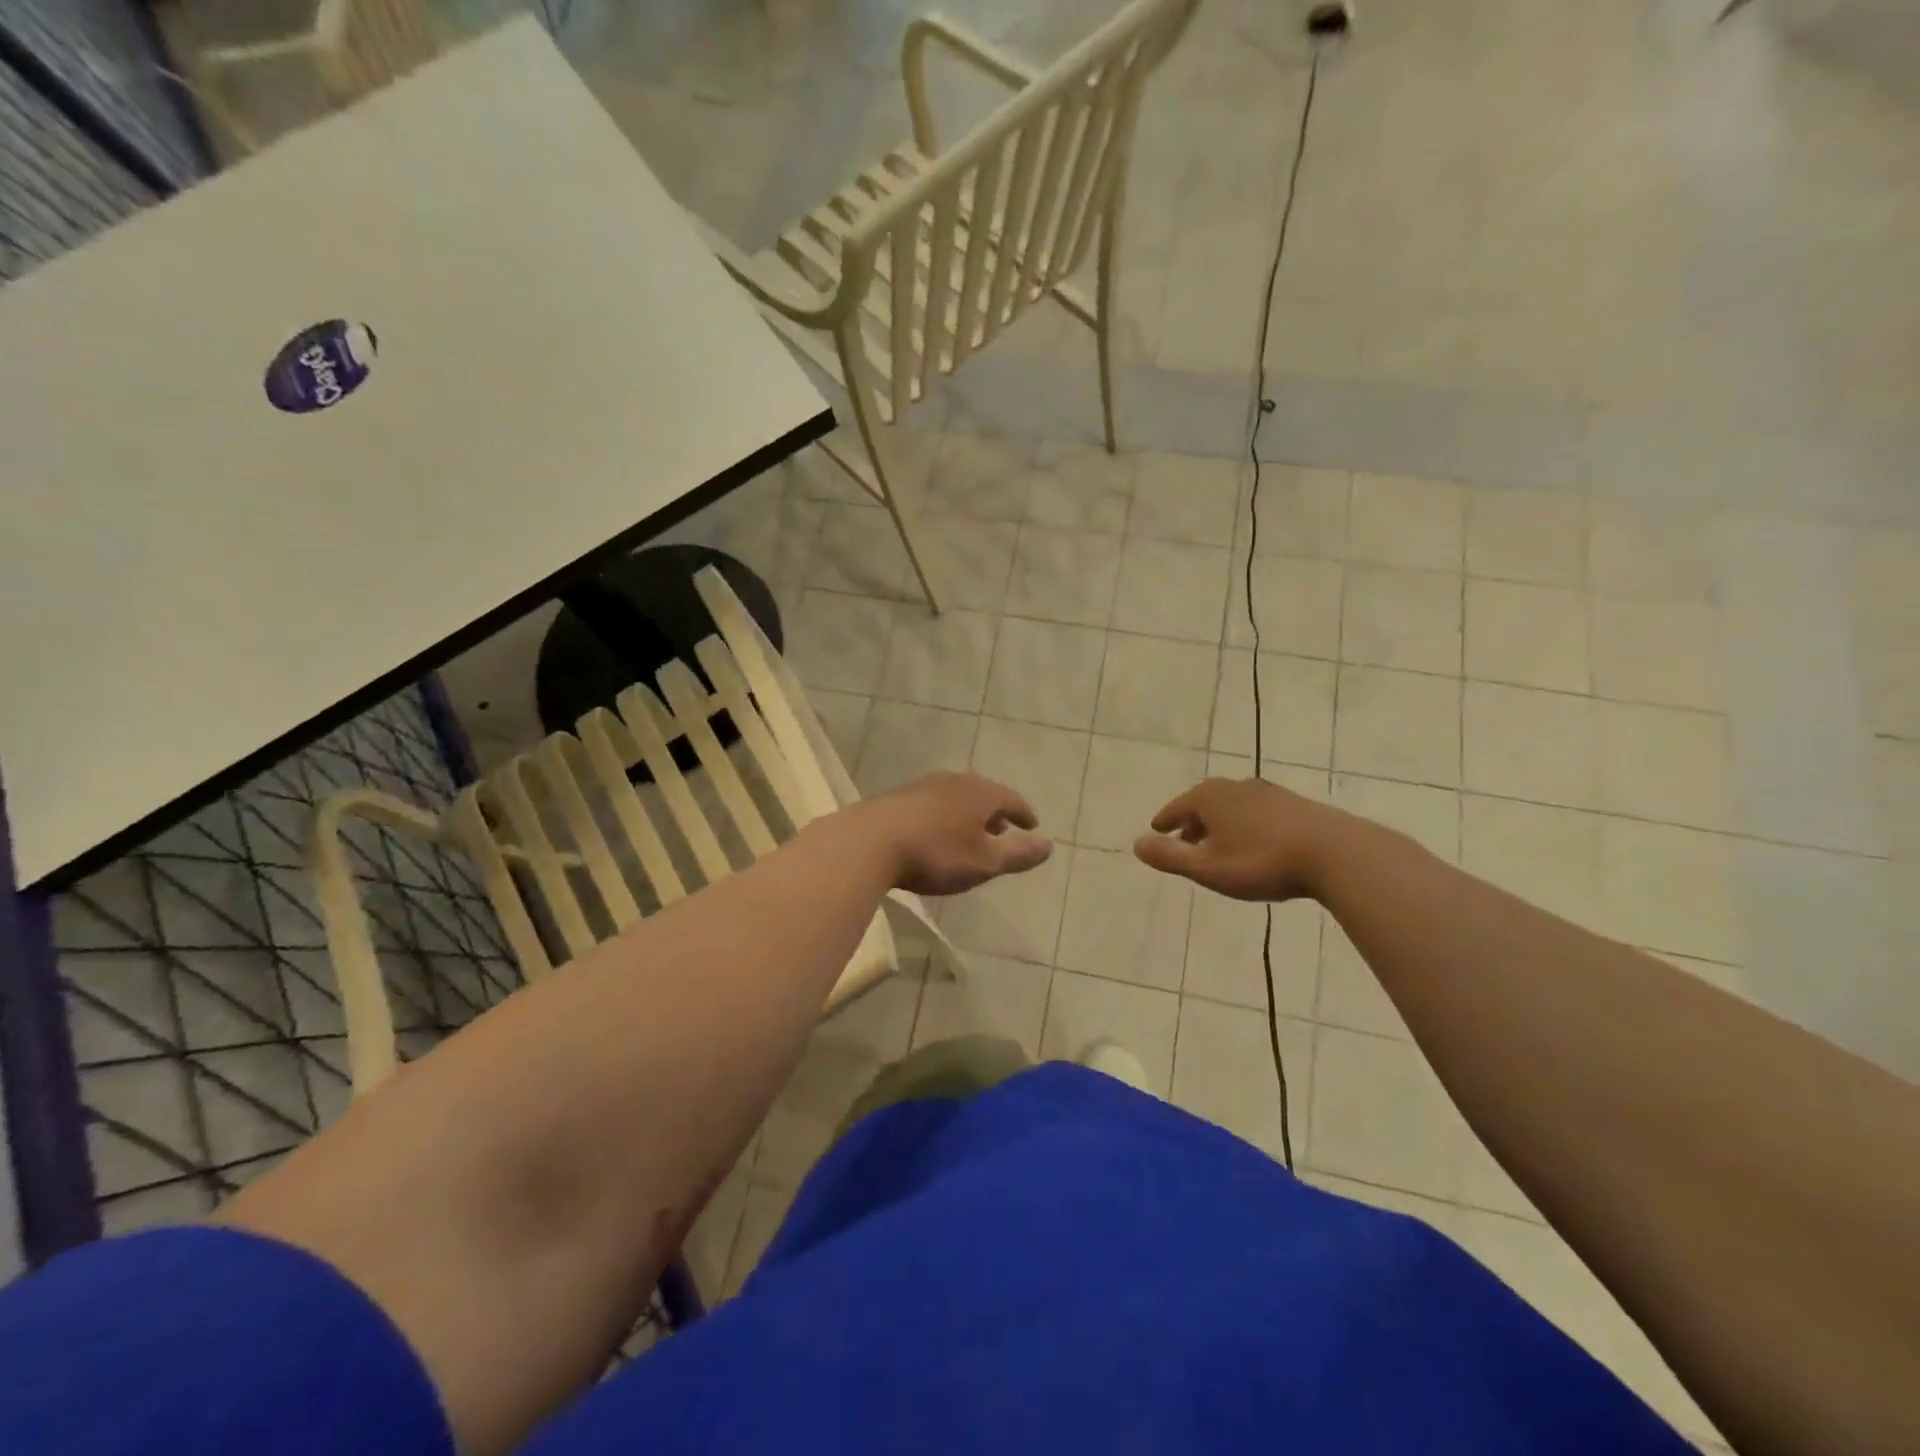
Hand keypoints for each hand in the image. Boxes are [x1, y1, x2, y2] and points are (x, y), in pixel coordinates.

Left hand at [852, 772, 1052, 895]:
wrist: (869, 843)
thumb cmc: (935, 853)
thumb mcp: (984, 862)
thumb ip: (1018, 854)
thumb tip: (1049, 844)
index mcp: (980, 792)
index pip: (1011, 799)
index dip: (1024, 814)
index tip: (1032, 826)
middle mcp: (955, 781)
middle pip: (984, 794)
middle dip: (996, 813)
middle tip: (1003, 830)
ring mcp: (924, 786)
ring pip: (957, 797)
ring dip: (969, 815)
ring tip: (971, 834)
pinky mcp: (899, 798)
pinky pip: (934, 804)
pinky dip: (946, 817)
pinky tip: (937, 834)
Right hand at [1132, 777, 1342, 901]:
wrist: (1336, 853)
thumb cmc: (1261, 861)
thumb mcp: (1207, 867)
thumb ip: (1169, 857)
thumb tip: (1135, 844)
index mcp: (1209, 798)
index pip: (1177, 807)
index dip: (1165, 822)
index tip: (1156, 832)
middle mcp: (1235, 787)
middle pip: (1204, 803)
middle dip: (1192, 822)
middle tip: (1185, 842)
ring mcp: (1267, 793)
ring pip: (1232, 807)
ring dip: (1221, 824)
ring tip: (1219, 846)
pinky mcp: (1294, 805)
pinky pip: (1257, 813)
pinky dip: (1246, 825)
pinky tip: (1255, 844)